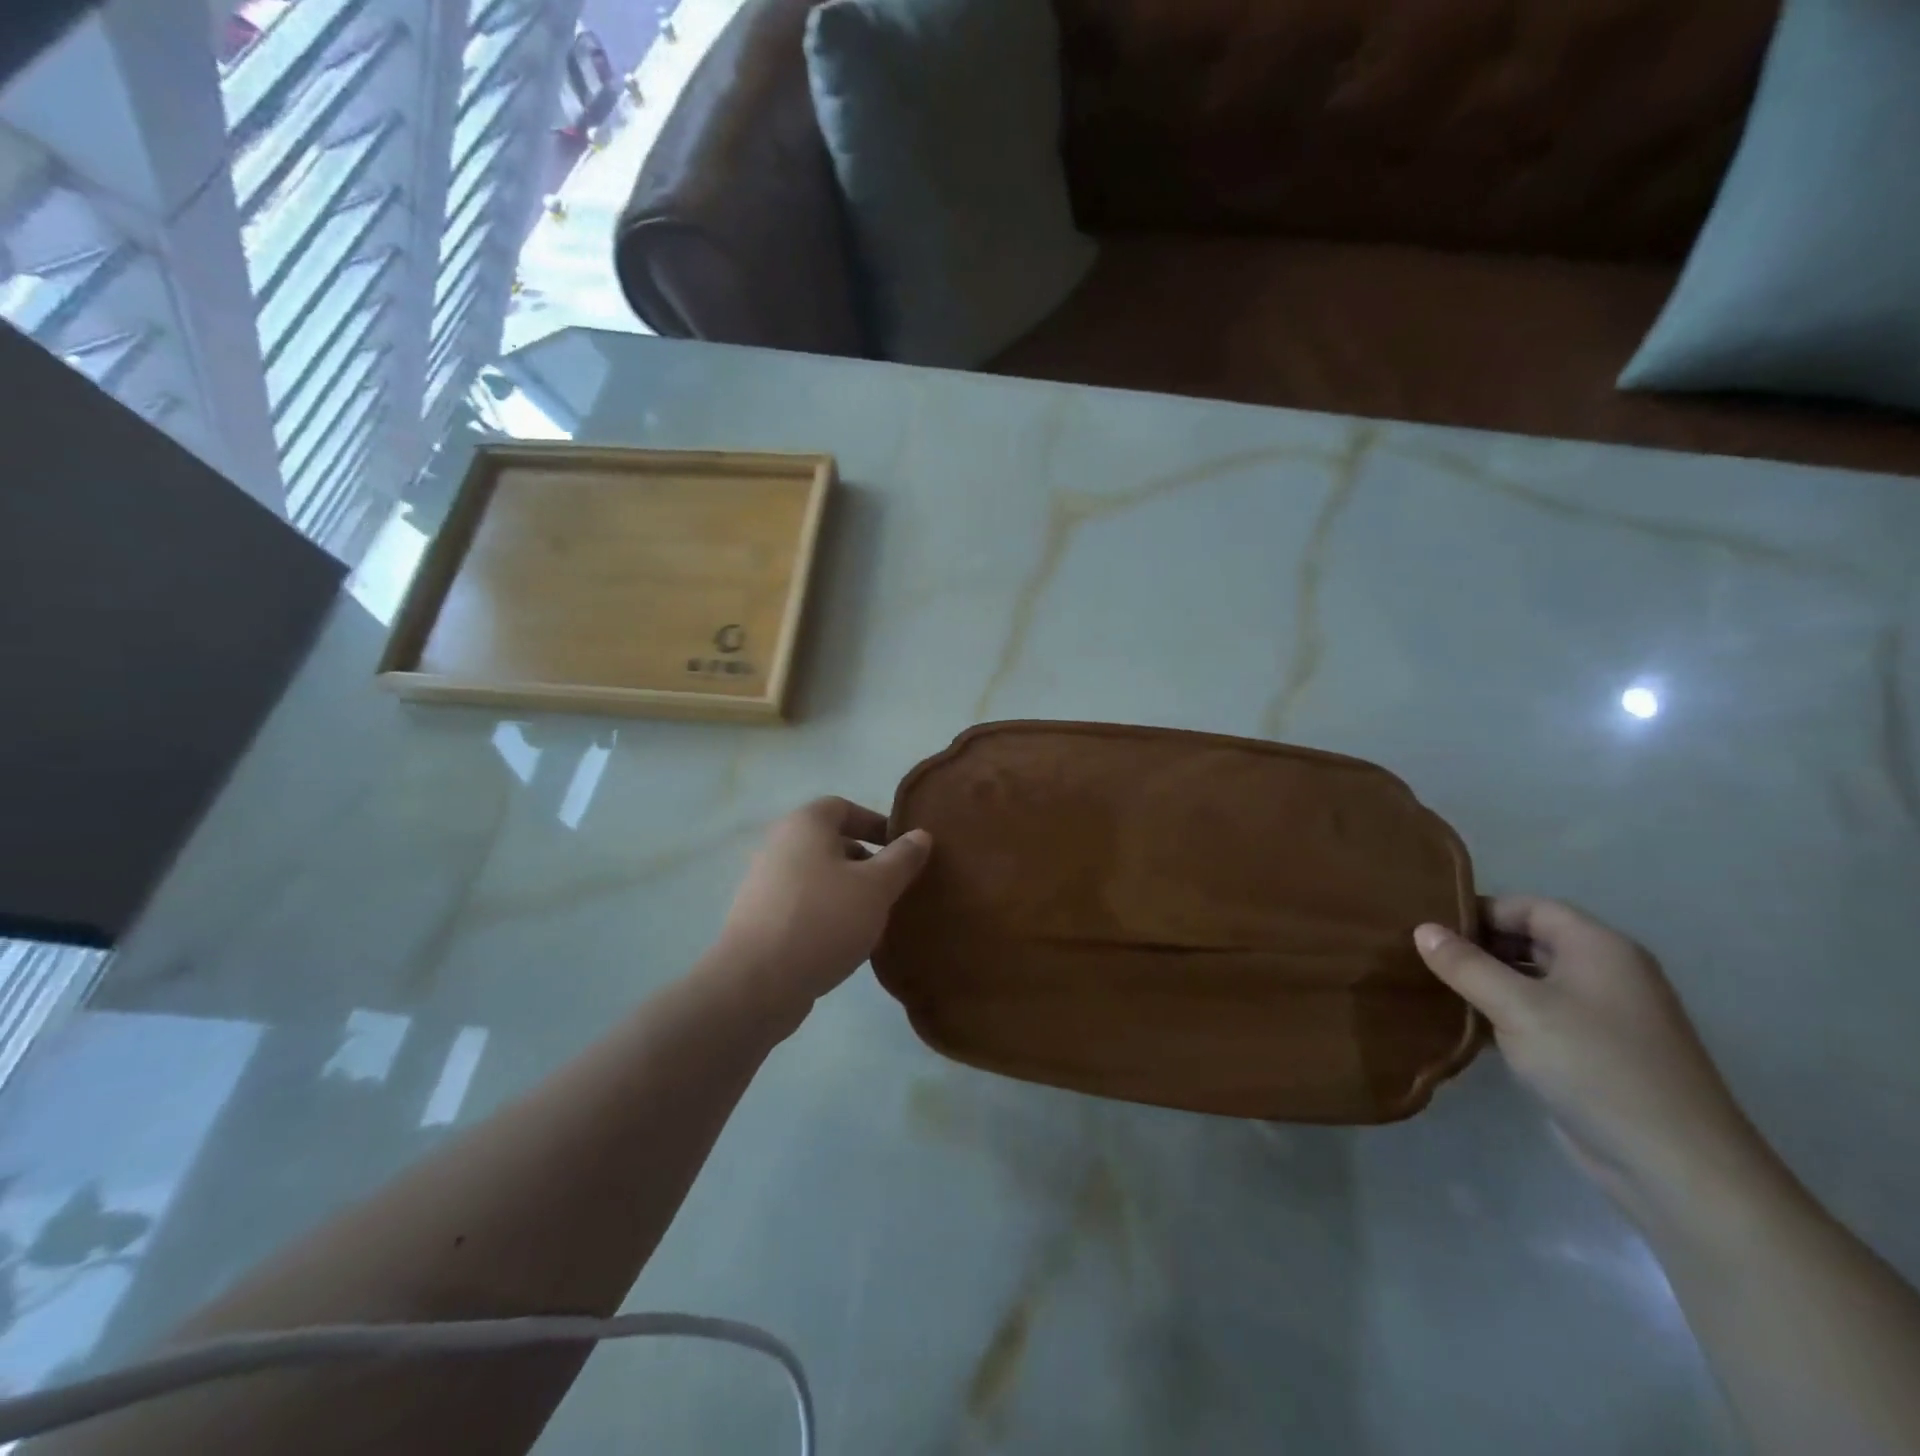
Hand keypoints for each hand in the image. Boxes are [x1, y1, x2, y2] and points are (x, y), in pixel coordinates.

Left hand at [715, 797, 931, 1019]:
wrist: (757, 983)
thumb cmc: (823, 920)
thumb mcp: (876, 887)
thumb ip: (902, 858)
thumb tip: (920, 835)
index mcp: (805, 825)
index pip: (843, 807)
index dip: (875, 823)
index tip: (902, 849)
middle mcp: (779, 845)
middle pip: (831, 843)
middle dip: (866, 862)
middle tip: (893, 888)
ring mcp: (765, 884)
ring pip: (818, 877)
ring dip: (848, 892)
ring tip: (874, 919)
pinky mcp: (760, 919)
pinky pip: (803, 905)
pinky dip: (827, 914)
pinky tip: (845, 942)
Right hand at [1413, 899, 1771, 1219]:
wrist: (1676, 1167)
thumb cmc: (1595, 1066)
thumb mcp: (1517, 1007)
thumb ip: (1465, 964)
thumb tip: (1422, 929)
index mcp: (1599, 947)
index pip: (1528, 907)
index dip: (1479, 911)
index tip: (1429, 928)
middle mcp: (1606, 973)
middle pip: (1530, 939)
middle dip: (1478, 946)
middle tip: (1423, 957)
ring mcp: (1604, 1016)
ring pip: (1532, 980)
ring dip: (1487, 982)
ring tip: (1435, 988)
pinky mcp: (1595, 1053)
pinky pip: (1540, 1015)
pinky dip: (1504, 1013)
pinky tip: (1466, 1025)